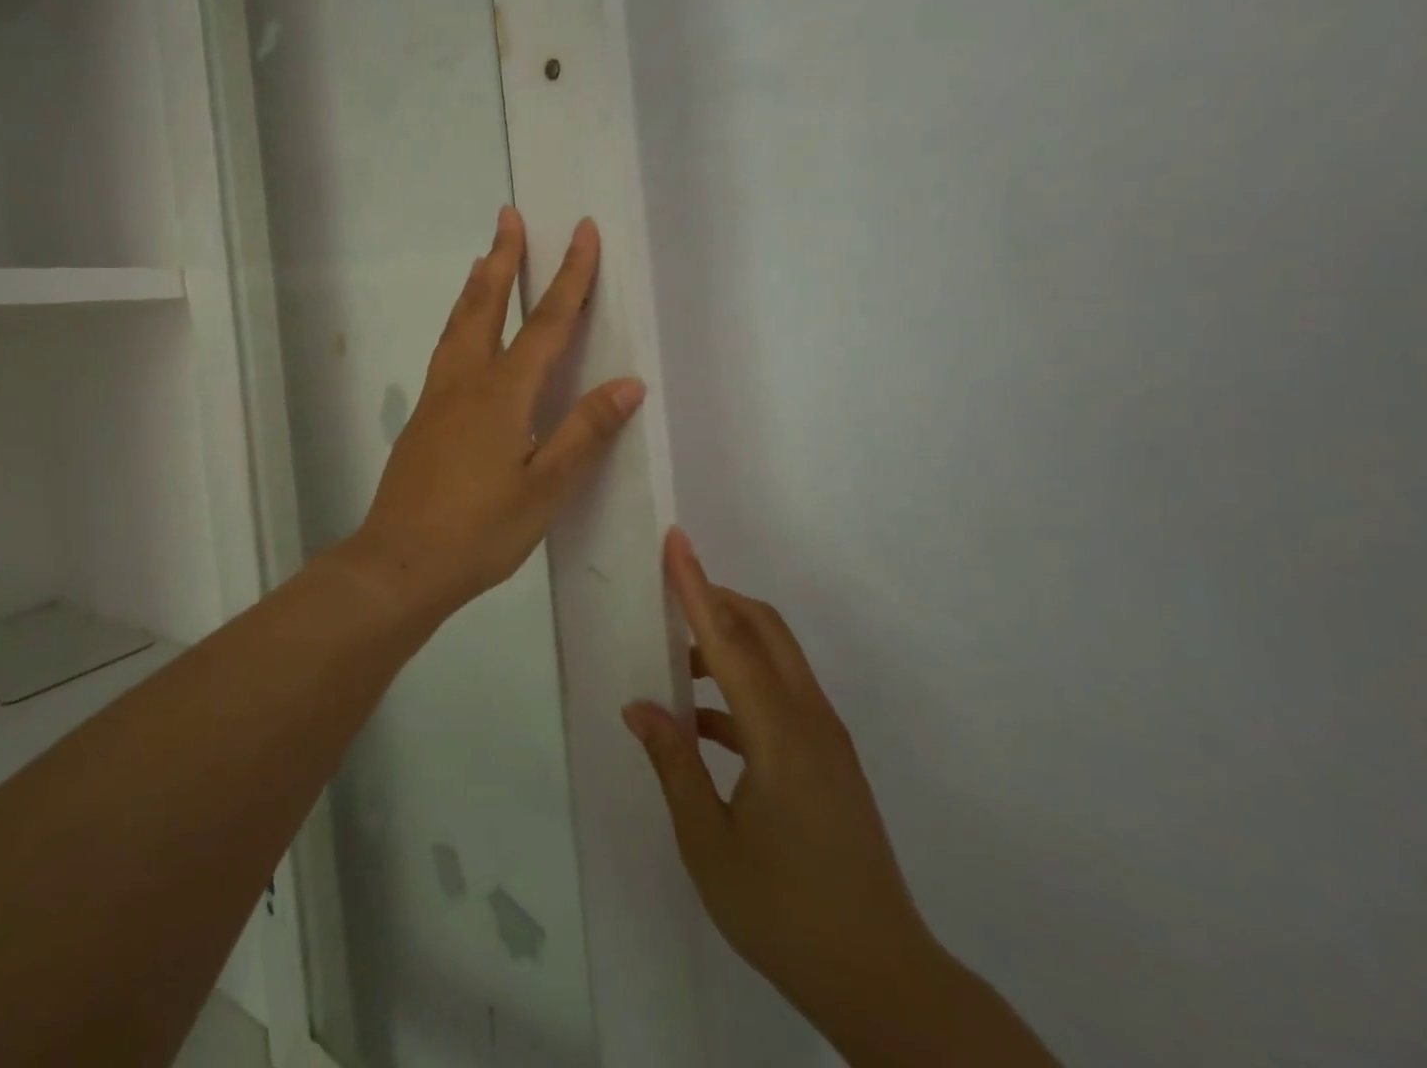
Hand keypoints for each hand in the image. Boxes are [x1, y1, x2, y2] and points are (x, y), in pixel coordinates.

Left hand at [343, 207, 645, 617]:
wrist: (399, 562)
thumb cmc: (480, 531)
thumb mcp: (546, 489)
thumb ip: (584, 432)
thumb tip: (628, 383)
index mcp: (503, 393)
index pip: (547, 322)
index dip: (570, 275)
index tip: (582, 231)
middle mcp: (466, 380)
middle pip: (487, 305)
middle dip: (504, 258)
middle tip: (509, 216)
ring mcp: (437, 397)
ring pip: (458, 324)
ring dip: (476, 286)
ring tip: (484, 258)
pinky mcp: (422, 417)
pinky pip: (445, 350)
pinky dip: (459, 322)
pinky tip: (463, 335)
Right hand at [627, 531, 1062, 1066]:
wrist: (883, 980)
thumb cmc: (786, 913)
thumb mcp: (710, 845)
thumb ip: (674, 765)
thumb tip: (641, 707)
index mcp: (779, 735)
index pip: (728, 640)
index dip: (696, 587)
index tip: (675, 542)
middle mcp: (809, 720)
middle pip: (764, 629)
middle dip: (717, 599)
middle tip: (667, 594)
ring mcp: (826, 738)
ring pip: (776, 657)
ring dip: (728, 642)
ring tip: (675, 665)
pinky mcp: (830, 758)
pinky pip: (783, 693)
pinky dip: (742, 685)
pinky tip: (704, 725)